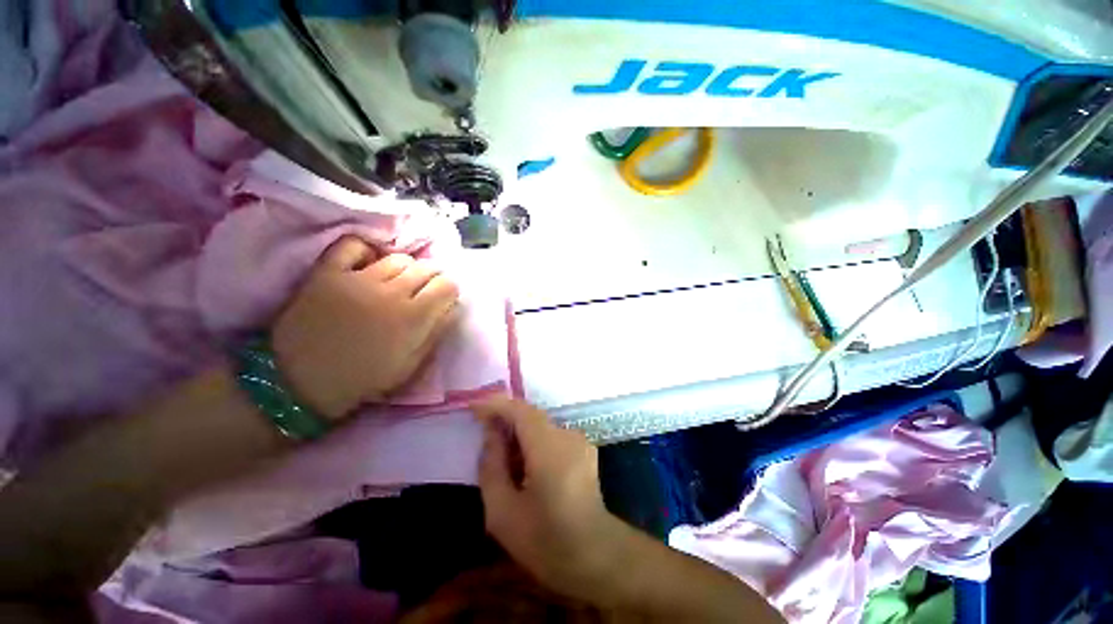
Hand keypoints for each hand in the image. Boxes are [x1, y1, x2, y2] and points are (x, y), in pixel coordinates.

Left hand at [272, 237, 459, 420]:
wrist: (299, 382)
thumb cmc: (363, 379)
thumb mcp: (410, 366)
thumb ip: (436, 334)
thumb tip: (453, 308)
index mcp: (413, 318)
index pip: (448, 285)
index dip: (450, 290)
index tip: (443, 300)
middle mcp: (391, 292)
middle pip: (426, 267)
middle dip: (432, 277)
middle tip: (423, 292)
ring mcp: (358, 279)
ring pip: (397, 258)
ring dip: (405, 269)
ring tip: (396, 283)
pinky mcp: (327, 273)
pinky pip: (353, 245)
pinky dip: (366, 250)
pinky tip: (368, 265)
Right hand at [473, 397, 626, 600]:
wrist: (595, 556)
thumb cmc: (545, 540)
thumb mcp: (503, 512)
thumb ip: (492, 466)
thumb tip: (491, 434)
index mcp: (548, 448)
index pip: (520, 410)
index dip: (495, 404)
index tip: (473, 408)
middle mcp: (567, 435)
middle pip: (531, 415)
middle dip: (505, 418)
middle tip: (482, 430)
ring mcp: (579, 441)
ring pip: (541, 425)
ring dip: (519, 432)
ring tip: (501, 453)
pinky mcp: (584, 449)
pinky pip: (552, 436)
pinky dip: (534, 441)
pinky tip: (525, 464)